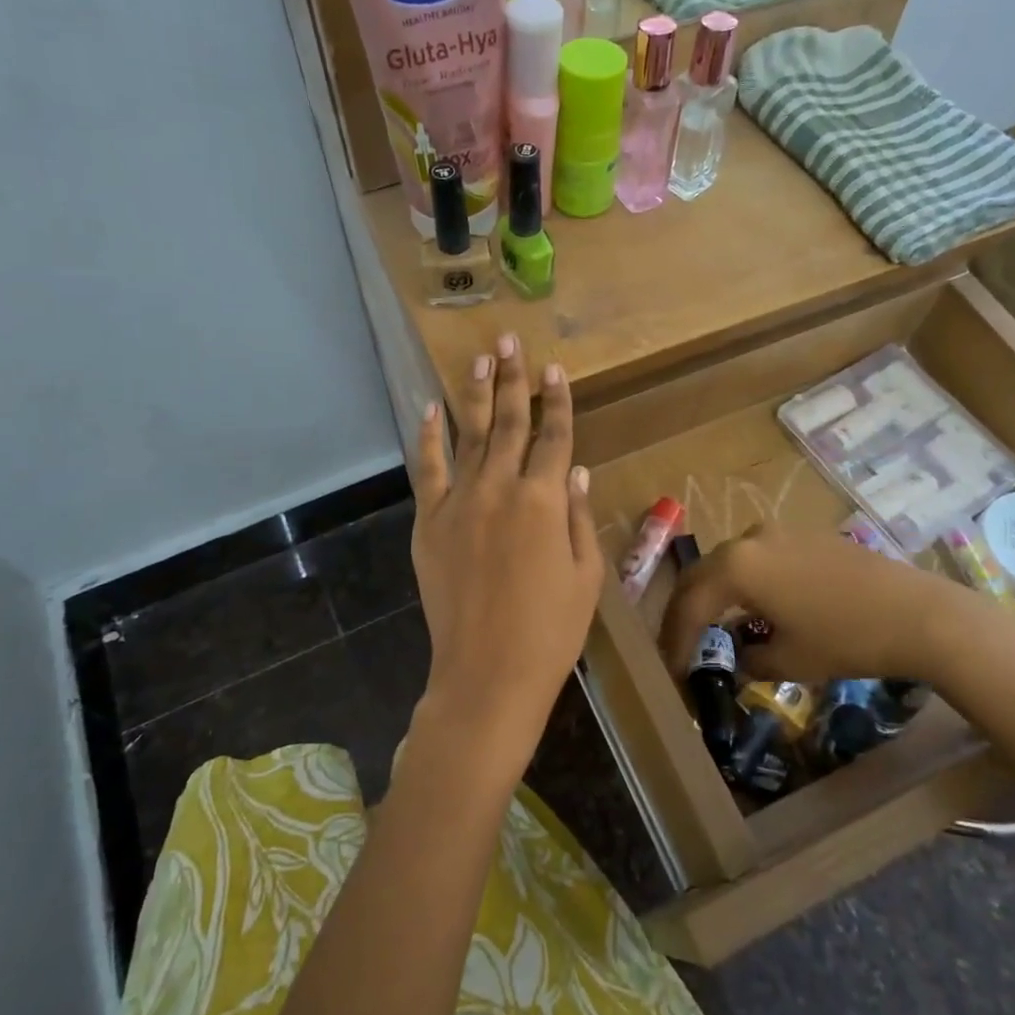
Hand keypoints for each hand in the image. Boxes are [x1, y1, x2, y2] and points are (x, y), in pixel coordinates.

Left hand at [409, 334, 603, 781]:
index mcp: (545, 501)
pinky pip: (428, 469)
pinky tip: (431, 410)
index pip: (555, 437)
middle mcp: (501, 489)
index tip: (554, 368)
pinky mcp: (430, 522)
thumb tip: (576, 471)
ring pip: (470, 435)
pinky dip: (429, 437)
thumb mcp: (586, 575)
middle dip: (512, 379)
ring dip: (475, 395)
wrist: (488, 673)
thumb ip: (579, 517)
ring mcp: (460, 503)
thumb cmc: (551, 631)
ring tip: (479, 358)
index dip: (557, 400)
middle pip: (510, 423)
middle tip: (509, 340)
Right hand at [660, 526, 1011, 687]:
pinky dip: (745, 583)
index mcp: (737, 566)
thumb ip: (749, 658)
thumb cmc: (847, 638)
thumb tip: (737, 659)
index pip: (690, 604)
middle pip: (701, 574)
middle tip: (679, 643)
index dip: (675, 639)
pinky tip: (755, 608)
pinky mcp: (805, 536)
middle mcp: (750, 539)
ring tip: (713, 627)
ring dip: (715, 594)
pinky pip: (758, 558)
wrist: (919, 613)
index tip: (671, 669)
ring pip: (729, 562)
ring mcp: (780, 532)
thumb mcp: (789, 660)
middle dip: (687, 610)